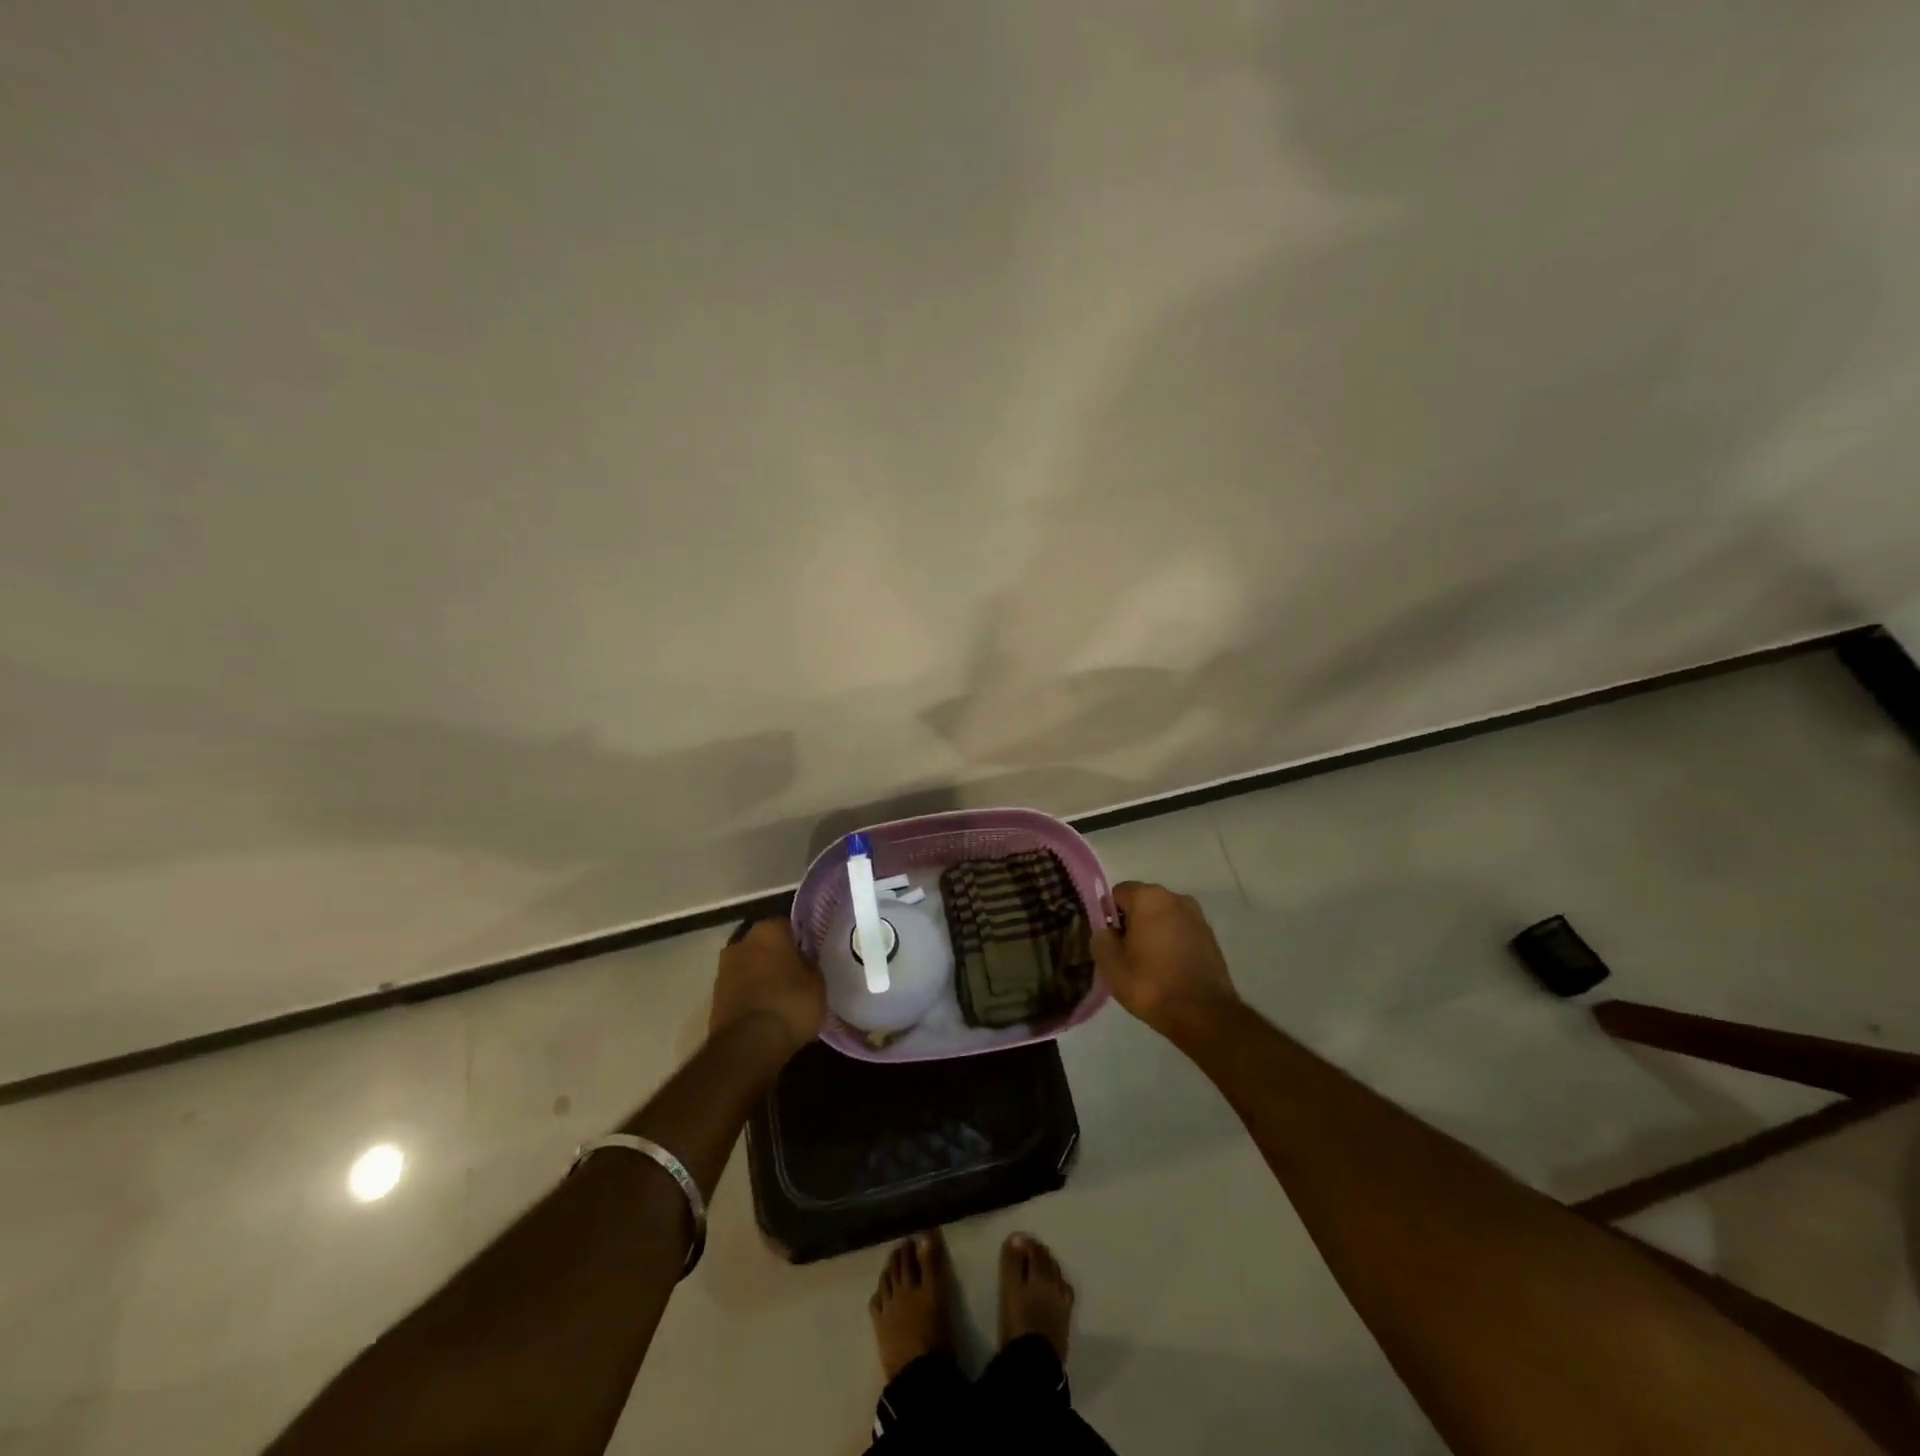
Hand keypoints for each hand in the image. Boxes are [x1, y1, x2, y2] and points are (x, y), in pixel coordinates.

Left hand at [709, 919, 824, 1058]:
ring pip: (750, 967)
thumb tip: (803, 959)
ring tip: (781, 998)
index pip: (789, 926)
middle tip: (796, 977)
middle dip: (778, 958)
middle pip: (765, 945)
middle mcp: (741, 942)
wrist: (747, 1046)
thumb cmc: (790, 1005)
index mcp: (769, 930)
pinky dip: (750, 996)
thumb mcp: (817, 983)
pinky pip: (740, 990)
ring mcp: (723, 970)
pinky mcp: (714, 997)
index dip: (801, 942)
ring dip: (762, 977)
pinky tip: (766, 1013)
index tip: (811, 957)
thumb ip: (810, 964)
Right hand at [1092, 881, 1239, 1040]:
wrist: (1204, 1015)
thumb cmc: (1151, 984)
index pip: (1117, 894)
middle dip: (1131, 923)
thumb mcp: (1110, 965)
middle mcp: (1175, 898)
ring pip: (1163, 917)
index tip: (1110, 942)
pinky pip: (1180, 931)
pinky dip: (1171, 942)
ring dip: (1153, 932)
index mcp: (1149, 897)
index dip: (1108, 916)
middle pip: (1142, 903)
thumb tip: (1106, 931)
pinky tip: (1169, 968)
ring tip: (1148, 964)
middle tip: (1126, 955)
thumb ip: (1101, 938)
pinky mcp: (1210, 936)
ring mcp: (1197, 916)